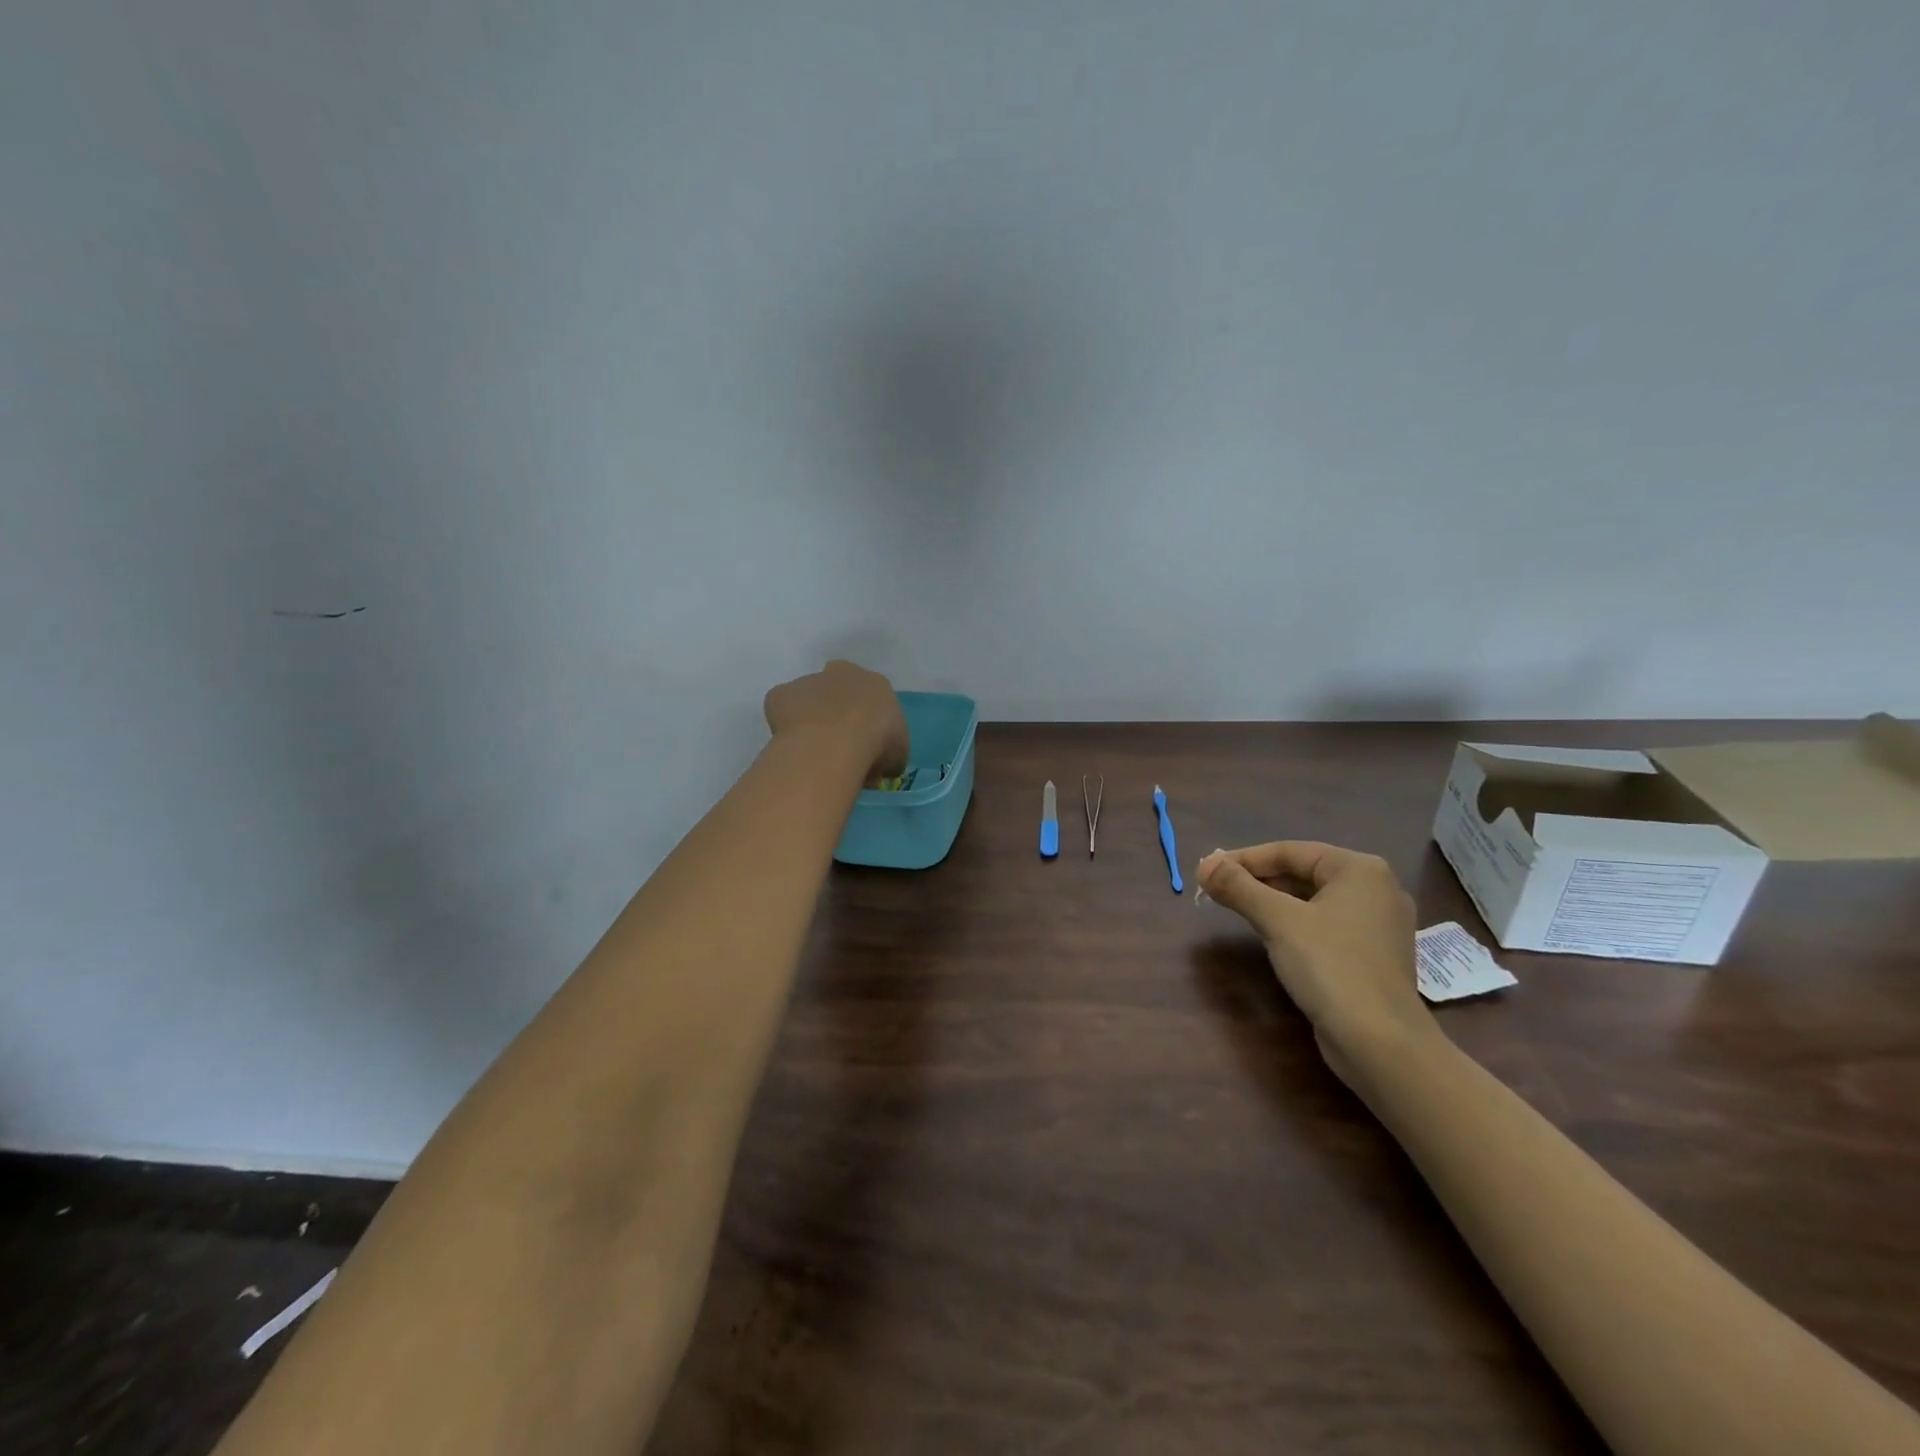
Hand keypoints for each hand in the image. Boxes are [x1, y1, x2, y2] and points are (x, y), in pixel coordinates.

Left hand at [763, 660, 908, 783]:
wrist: (833, 743)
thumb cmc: (875, 745)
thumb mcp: (897, 756)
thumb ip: (887, 754)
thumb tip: (878, 767)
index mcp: (876, 684)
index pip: (873, 700)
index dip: (869, 724)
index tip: (865, 747)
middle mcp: (842, 673)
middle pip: (839, 690)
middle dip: (838, 713)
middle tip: (838, 747)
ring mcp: (809, 681)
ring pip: (809, 700)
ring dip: (811, 720)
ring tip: (813, 754)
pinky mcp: (781, 694)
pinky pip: (782, 711)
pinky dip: (785, 727)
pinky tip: (793, 748)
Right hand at [1197, 842, 1432, 1080]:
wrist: (1381, 1044)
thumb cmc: (1331, 967)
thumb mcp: (1278, 921)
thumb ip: (1239, 887)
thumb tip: (1203, 865)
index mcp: (1360, 870)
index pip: (1289, 851)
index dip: (1243, 859)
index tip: (1206, 871)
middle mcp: (1375, 889)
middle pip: (1301, 873)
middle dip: (1256, 880)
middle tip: (1215, 889)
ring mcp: (1377, 925)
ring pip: (1312, 900)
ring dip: (1271, 902)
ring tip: (1234, 908)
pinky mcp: (1372, 956)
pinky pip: (1324, 925)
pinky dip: (1293, 924)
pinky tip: (1269, 935)